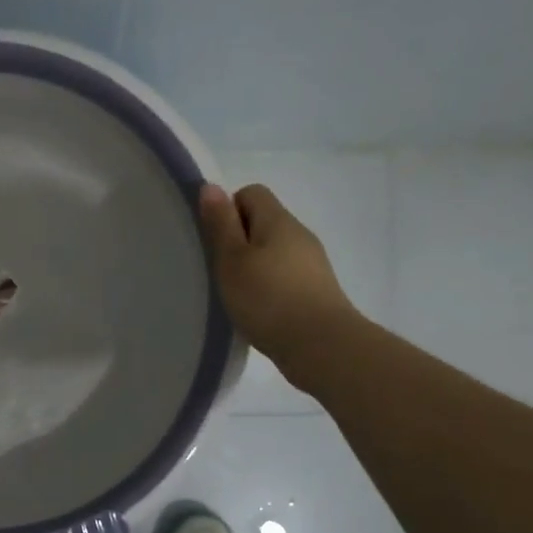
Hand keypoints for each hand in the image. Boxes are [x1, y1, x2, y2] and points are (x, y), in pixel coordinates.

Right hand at [198, 183, 359, 378]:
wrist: (322, 346)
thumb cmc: (268, 299)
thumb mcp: (232, 260)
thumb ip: (221, 224)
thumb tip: (211, 186)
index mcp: (278, 220)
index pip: (251, 193)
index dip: (228, 210)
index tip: (216, 242)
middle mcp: (300, 234)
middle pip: (263, 222)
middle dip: (239, 241)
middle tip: (221, 271)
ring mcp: (312, 263)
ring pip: (274, 251)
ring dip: (254, 266)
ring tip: (238, 295)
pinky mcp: (317, 291)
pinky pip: (286, 276)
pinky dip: (269, 287)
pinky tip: (259, 311)